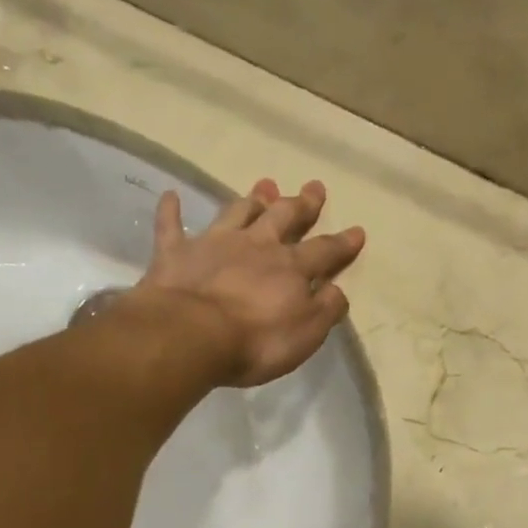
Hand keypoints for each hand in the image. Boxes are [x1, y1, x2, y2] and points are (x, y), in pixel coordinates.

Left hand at [134, 178, 365, 387]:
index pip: (324, 251)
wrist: (191, 335)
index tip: (357, 231)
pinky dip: (171, 210)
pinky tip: (170, 196)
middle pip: (283, 217)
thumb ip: (325, 309)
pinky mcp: (175, 253)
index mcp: (290, 268)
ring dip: (251, 199)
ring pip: (237, 212)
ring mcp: (214, 244)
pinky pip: (171, 226)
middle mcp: (256, 246)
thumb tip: (338, 290)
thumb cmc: (255, 341)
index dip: (342, 243)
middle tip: (313, 187)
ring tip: (263, 186)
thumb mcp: (306, 334)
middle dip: (301, 203)